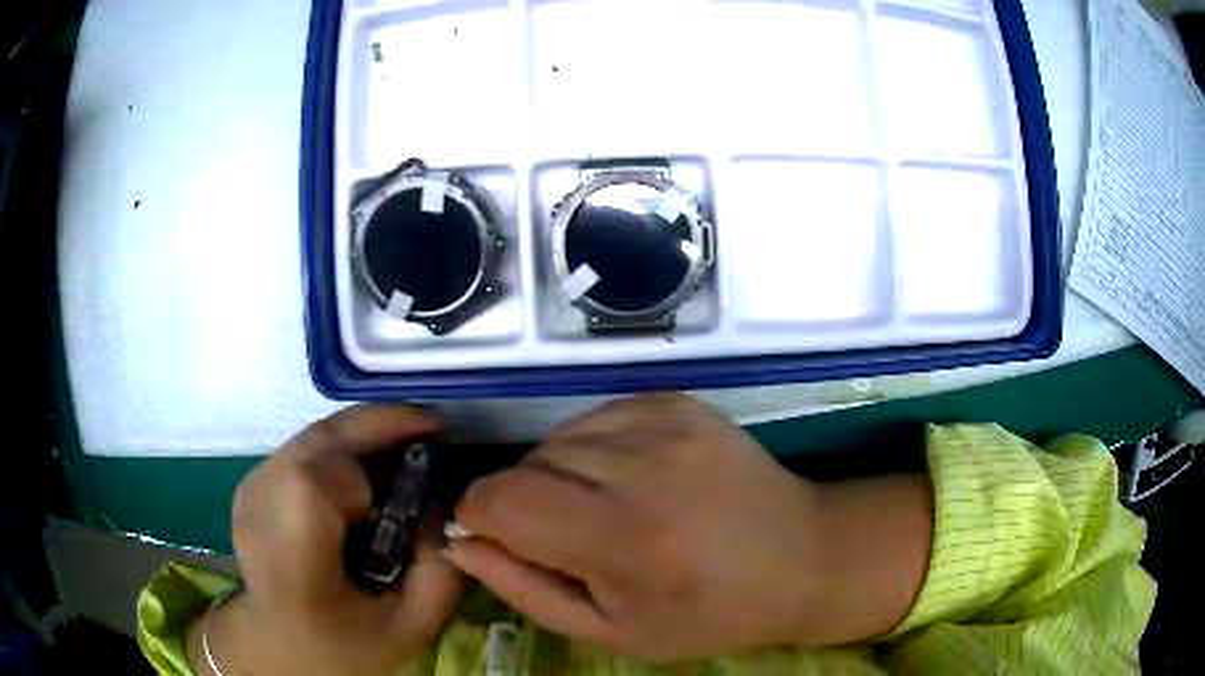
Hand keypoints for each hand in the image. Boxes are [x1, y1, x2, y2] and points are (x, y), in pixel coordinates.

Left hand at [187, 405, 461, 675]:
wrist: (280, 645)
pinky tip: (368, 467)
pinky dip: (343, 444)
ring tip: (403, 448)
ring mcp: (251, 489)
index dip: (363, 473)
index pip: (312, 484)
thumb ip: (440, 569)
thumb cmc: (346, 645)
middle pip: (315, 440)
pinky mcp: (252, 481)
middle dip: (377, 427)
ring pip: (313, 434)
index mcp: (292, 561)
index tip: (410, 487)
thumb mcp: (412, 626)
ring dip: (362, 433)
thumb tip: (442, 500)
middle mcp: (260, 511)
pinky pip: (306, 445)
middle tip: (429, 431)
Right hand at [445, 394, 932, 660]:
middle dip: (520, 501)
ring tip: (602, 510)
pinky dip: (592, 448)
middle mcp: (639, 466)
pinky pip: (597, 416)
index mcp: (620, 537)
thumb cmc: (708, 613)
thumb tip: (461, 542)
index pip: (500, 498)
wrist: (801, 557)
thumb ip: (525, 587)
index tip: (495, 536)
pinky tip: (629, 479)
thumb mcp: (612, 630)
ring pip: (558, 437)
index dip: (479, 515)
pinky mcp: (678, 402)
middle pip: (526, 464)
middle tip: (565, 538)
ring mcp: (663, 422)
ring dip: (557, 474)